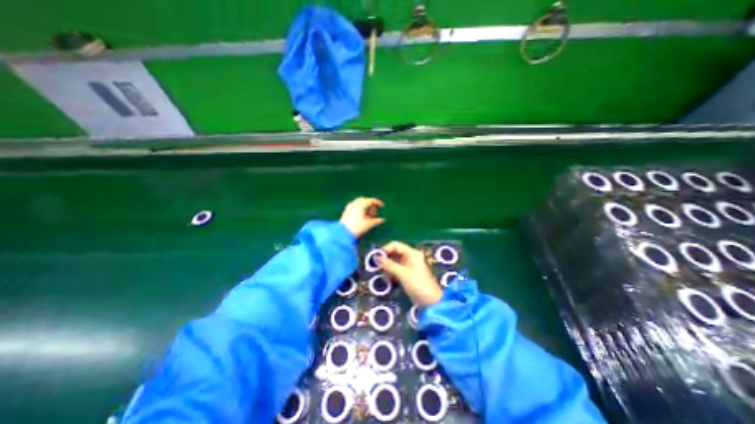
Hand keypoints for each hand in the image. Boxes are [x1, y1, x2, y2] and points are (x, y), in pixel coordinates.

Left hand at [341, 197, 385, 236]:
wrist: (343, 233)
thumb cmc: (357, 228)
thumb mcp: (369, 224)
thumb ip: (377, 221)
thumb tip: (383, 219)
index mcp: (361, 204)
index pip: (371, 200)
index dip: (378, 202)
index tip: (382, 206)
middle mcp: (355, 203)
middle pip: (365, 200)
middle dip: (371, 204)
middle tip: (375, 212)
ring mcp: (349, 206)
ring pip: (359, 202)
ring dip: (365, 206)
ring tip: (368, 215)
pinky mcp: (346, 211)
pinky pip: (355, 206)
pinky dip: (360, 208)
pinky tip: (361, 216)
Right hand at [377, 240, 443, 305]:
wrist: (430, 301)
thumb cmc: (418, 284)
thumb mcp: (402, 273)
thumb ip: (389, 265)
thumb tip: (376, 258)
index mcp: (411, 253)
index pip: (396, 245)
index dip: (386, 249)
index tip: (376, 257)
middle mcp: (410, 257)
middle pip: (394, 252)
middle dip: (385, 258)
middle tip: (377, 266)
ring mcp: (408, 265)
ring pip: (394, 261)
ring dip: (387, 266)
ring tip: (383, 274)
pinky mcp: (406, 273)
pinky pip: (395, 268)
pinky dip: (391, 272)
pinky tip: (388, 278)